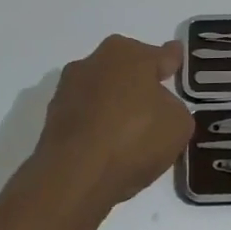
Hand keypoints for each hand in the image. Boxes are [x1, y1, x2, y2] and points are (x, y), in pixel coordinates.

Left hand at [34, 35, 193, 205]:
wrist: (75, 176)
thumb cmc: (134, 138)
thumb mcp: (178, 124)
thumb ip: (174, 108)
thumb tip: (159, 109)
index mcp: (129, 53)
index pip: (160, 55)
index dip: (172, 61)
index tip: (176, 60)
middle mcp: (95, 61)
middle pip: (127, 69)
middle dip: (140, 82)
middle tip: (156, 106)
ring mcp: (69, 88)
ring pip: (103, 92)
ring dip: (115, 105)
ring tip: (130, 135)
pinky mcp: (52, 117)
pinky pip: (87, 116)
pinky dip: (97, 126)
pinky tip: (108, 148)